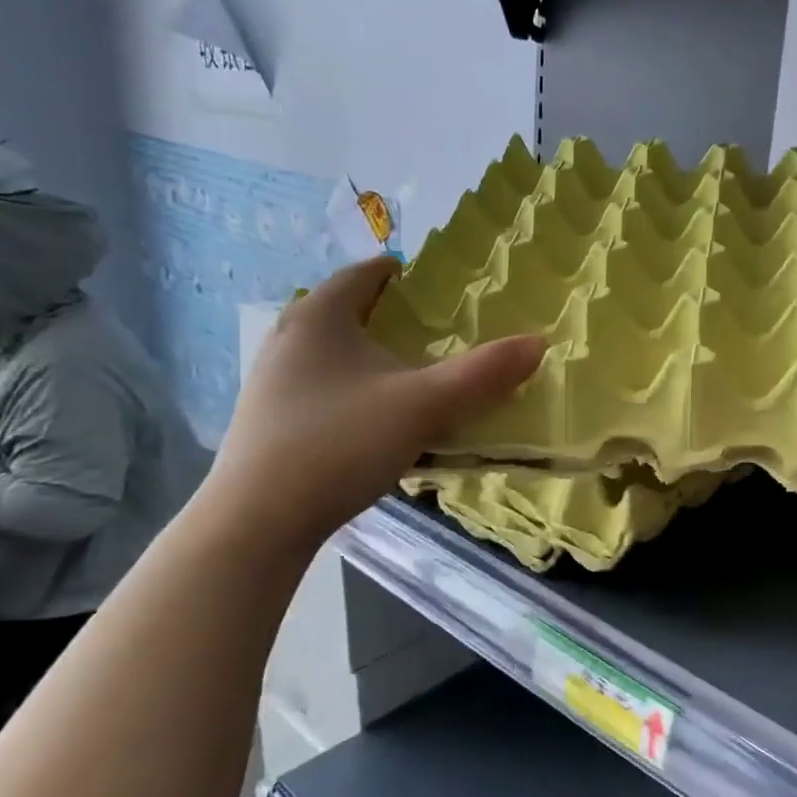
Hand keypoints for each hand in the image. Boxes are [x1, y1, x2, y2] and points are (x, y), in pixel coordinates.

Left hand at [207, 257, 544, 545]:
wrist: (258, 522)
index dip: (403, 274)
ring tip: (411, 374)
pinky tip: (375, 418)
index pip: (365, 274)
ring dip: (371, 355)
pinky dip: (353, 387)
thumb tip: (538, 342)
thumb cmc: (341, 444)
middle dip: (391, 316)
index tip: (437, 286)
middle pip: (347, 310)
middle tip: (434, 331)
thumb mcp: (425, 406)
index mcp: (320, 316)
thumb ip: (483, 373)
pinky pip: (321, 385)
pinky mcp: (268, 419)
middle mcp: (288, 337)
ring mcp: (272, 380)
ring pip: (333, 351)